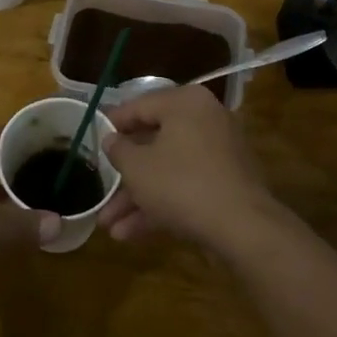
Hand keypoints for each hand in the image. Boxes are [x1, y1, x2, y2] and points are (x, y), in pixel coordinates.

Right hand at [98, 86, 276, 250]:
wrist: (243, 228)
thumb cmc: (181, 184)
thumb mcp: (137, 168)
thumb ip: (118, 150)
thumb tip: (111, 139)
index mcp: (184, 103)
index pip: (139, 106)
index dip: (112, 124)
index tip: (93, 137)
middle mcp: (205, 120)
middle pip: (153, 143)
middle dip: (124, 176)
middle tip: (101, 191)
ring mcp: (219, 153)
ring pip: (168, 170)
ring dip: (137, 198)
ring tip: (109, 226)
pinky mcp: (226, 183)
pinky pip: (186, 186)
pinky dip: (161, 204)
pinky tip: (131, 234)